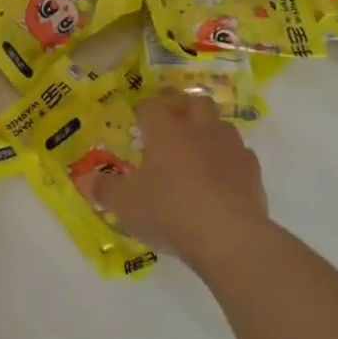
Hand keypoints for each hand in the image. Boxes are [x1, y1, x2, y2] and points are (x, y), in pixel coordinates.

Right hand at [83, 92, 269, 264]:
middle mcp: (199, 129)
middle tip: (171, 127)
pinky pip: (239, 154)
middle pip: (194, 101)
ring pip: (221, 125)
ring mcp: (230, 147)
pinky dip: (229, 160)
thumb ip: (104, 189)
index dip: (142, 111)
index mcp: (165, 131)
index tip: (137, 123)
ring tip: (197, 152)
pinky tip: (221, 179)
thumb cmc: (168, 212)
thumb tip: (85, 179)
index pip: (151, 106)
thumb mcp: (125, 205)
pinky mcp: (252, 170)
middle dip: (183, 108)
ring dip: (209, 132)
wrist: (229, 237)